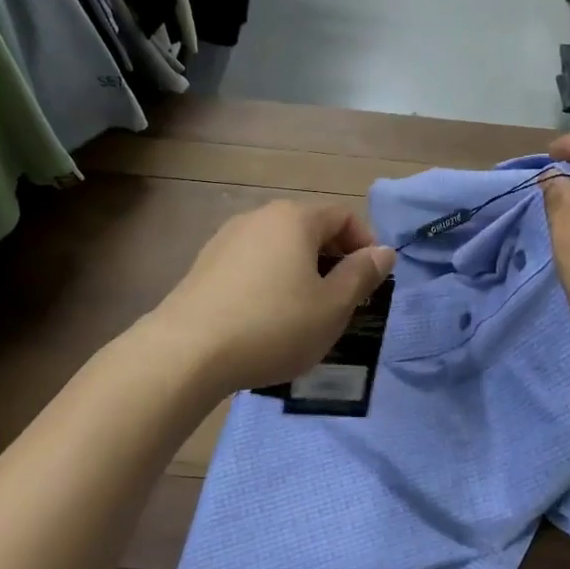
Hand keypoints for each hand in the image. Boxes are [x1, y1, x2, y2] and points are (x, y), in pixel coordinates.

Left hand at [151, 201, 395, 395]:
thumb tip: (383, 251)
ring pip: (279, 248)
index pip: (343, 217)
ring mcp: (227, 238)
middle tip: (343, 301)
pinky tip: (265, 318)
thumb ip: (362, 275)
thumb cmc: (273, 325)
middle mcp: (260, 217)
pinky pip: (252, 264)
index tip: (372, 282)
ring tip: (305, 313)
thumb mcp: (332, 307)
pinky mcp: (204, 264)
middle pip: (309, 230)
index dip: (365, 245)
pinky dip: (270, 282)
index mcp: (295, 219)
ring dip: (301, 272)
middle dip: (333, 260)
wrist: (186, 352)